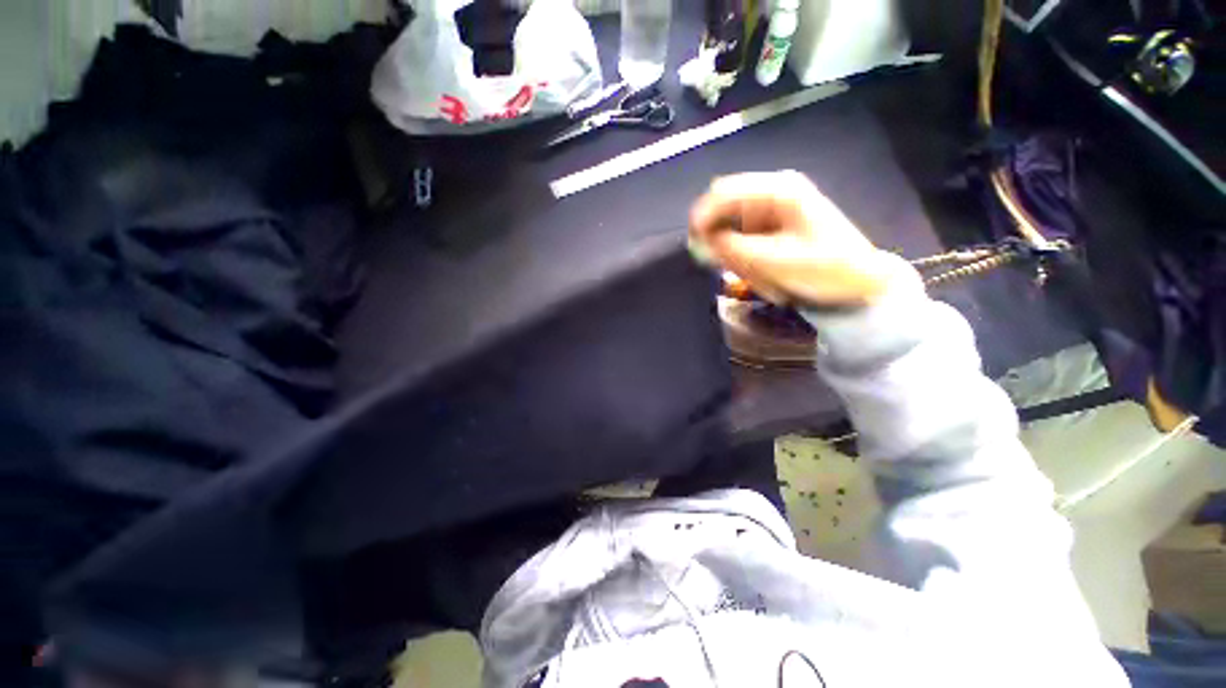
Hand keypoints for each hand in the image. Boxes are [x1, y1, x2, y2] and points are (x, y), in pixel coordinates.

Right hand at [689, 171, 918, 307]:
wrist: (860, 283)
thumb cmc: (824, 270)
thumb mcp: (775, 262)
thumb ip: (732, 250)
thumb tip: (697, 243)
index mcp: (778, 190)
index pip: (723, 192)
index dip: (702, 217)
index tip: (694, 246)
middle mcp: (772, 192)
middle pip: (724, 208)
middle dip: (719, 239)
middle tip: (725, 267)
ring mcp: (772, 209)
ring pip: (730, 225)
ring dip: (733, 252)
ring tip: (752, 274)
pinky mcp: (772, 226)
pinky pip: (742, 237)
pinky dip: (742, 256)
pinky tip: (758, 271)